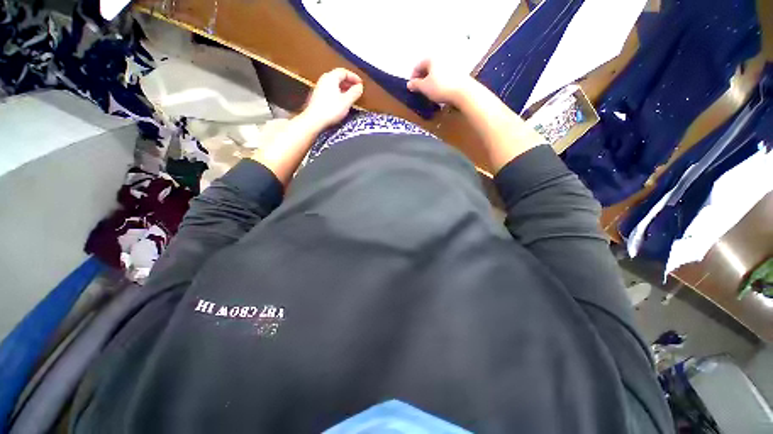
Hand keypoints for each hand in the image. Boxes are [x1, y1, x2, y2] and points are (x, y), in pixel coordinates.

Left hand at [303, 68, 363, 129]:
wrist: (314, 119)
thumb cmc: (331, 109)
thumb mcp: (346, 101)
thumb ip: (354, 93)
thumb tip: (360, 87)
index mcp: (331, 77)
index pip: (344, 72)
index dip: (354, 77)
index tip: (360, 84)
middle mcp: (324, 79)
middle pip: (338, 76)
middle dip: (349, 82)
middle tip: (356, 89)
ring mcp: (320, 87)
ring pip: (334, 83)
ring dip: (343, 88)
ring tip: (350, 95)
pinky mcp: (318, 96)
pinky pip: (330, 90)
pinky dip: (338, 92)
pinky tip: (341, 101)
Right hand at [406, 59, 473, 104]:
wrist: (463, 92)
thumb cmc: (440, 88)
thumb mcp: (424, 88)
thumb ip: (415, 85)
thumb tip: (409, 84)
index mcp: (431, 58)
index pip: (418, 65)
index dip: (413, 77)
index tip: (412, 87)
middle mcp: (441, 56)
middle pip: (428, 67)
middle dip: (422, 77)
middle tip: (420, 89)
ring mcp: (451, 62)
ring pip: (436, 70)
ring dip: (431, 79)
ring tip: (429, 90)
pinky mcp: (458, 70)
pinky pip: (444, 74)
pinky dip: (439, 80)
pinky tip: (439, 89)